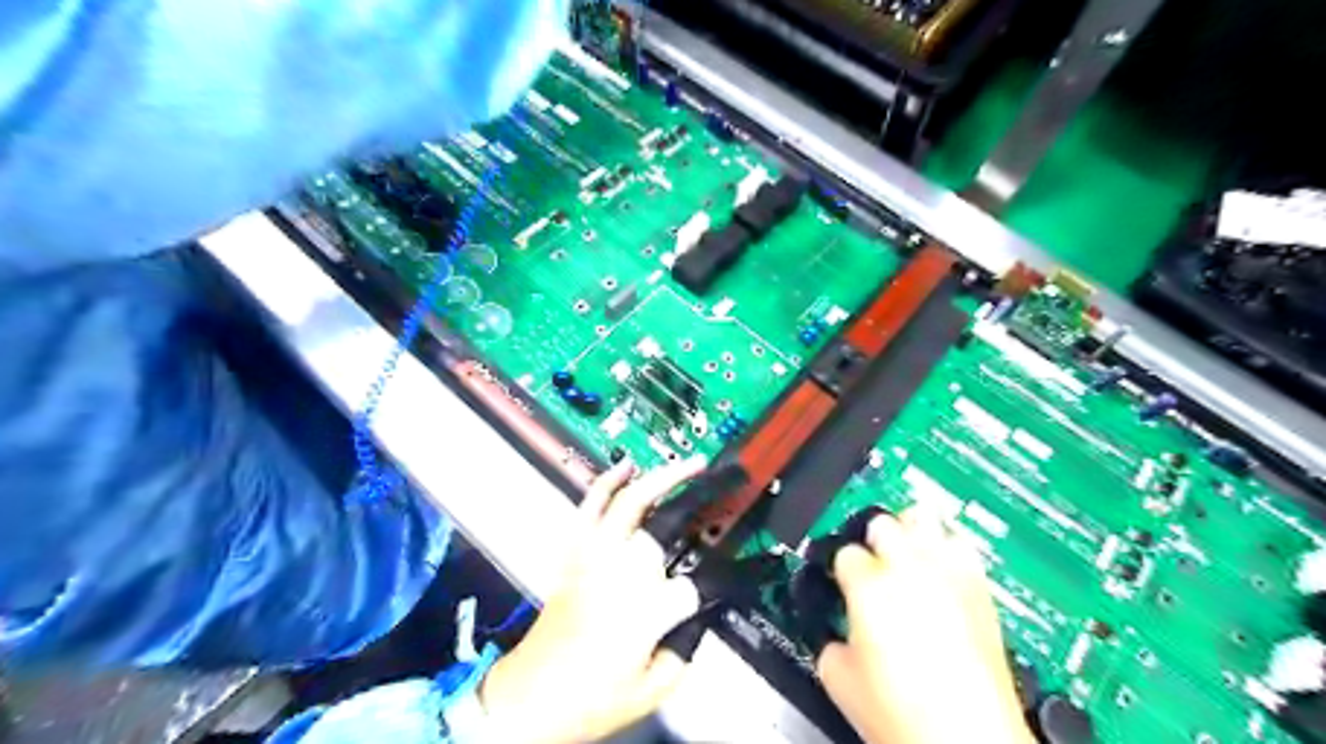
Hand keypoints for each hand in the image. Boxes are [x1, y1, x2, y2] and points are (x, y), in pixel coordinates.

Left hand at [476, 457, 703, 740]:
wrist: (530, 699)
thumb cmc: (591, 699)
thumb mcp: (654, 687)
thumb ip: (687, 646)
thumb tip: (701, 612)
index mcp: (647, 610)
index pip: (696, 583)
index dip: (715, 584)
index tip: (728, 580)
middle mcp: (621, 572)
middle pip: (668, 525)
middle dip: (700, 502)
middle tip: (724, 486)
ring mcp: (594, 556)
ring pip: (631, 501)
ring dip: (662, 477)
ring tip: (689, 463)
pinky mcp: (573, 552)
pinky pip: (589, 505)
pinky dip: (607, 481)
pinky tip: (626, 466)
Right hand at [820, 512, 1034, 742]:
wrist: (969, 742)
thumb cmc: (911, 717)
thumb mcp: (839, 680)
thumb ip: (828, 642)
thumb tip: (837, 636)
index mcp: (869, 585)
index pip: (844, 552)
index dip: (840, 569)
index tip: (843, 582)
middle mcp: (910, 569)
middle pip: (883, 522)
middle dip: (873, 539)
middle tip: (872, 563)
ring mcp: (949, 574)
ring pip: (925, 518)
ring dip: (911, 530)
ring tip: (907, 550)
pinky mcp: (981, 589)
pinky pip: (962, 546)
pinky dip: (947, 548)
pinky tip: (941, 569)